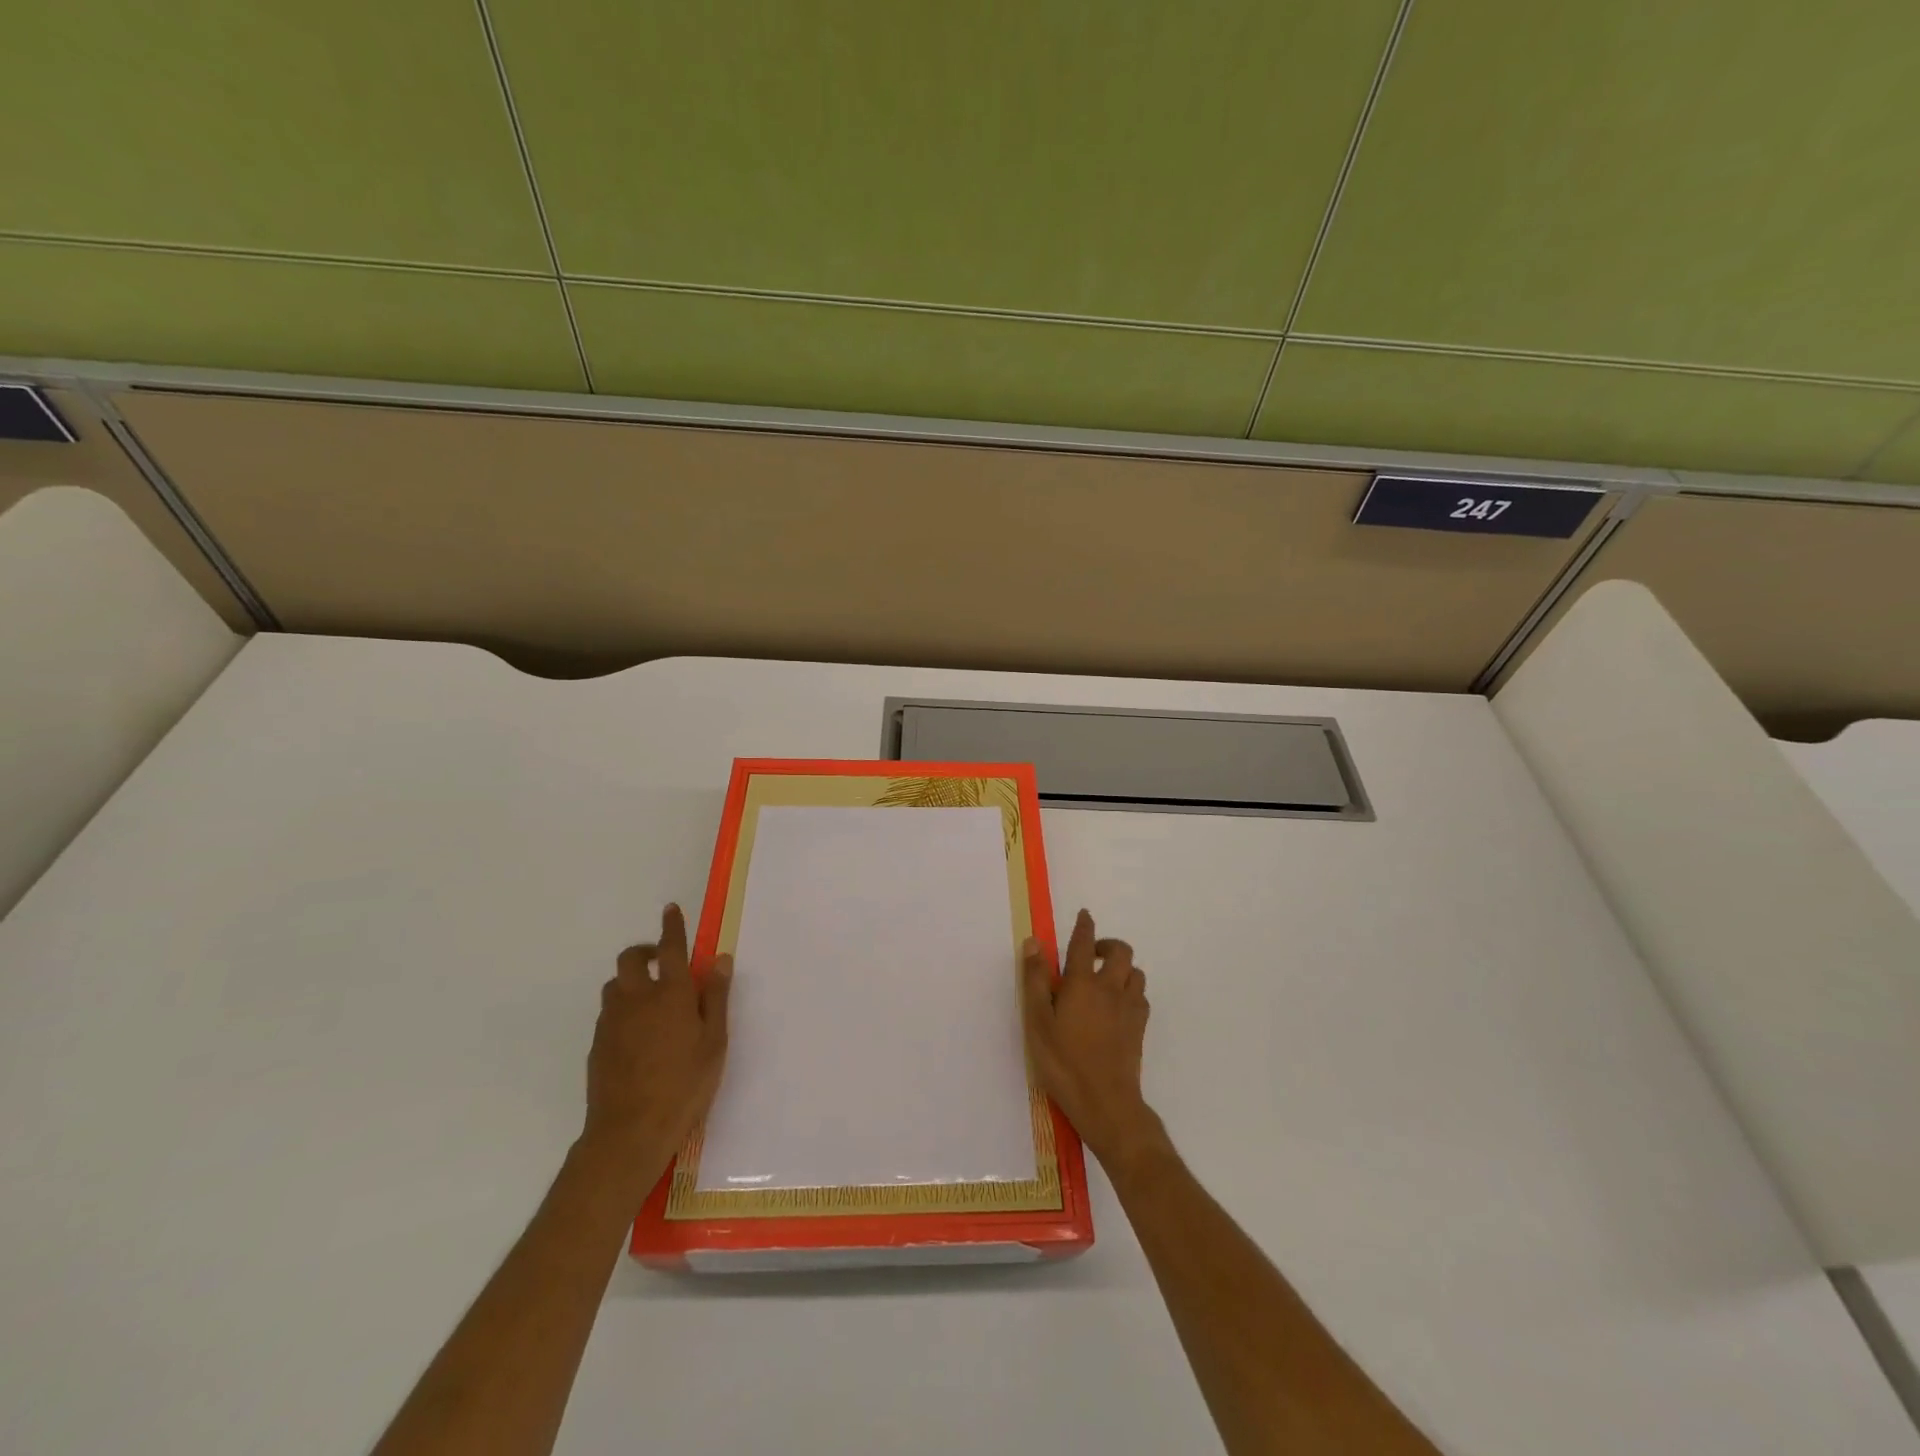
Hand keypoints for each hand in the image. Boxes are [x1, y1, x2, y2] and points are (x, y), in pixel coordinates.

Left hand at [581, 904, 732, 1189]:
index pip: (671, 948)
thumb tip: (719, 959)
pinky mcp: (597, 1045)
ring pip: (615, 984)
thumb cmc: (684, 1085)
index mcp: (670, 994)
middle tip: (662, 960)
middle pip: (631, 959)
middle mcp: (636, 998)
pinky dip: (622, 1007)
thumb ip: (715, 997)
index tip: (671, 908)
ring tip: (651, 998)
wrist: (629, 1132)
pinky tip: (638, 1032)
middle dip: (645, 950)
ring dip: (631, 980)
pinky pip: (609, 1012)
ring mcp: (611, 1021)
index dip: (672, 926)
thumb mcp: (714, 1041)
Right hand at [1022, 909, 1167, 1172]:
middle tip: (1091, 953)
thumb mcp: (1038, 1022)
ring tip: (1105, 978)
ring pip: (1135, 971)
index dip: (1084, 925)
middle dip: (1107, 944)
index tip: (1084, 914)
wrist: (1106, 1102)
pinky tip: (1118, 1004)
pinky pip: (1141, 995)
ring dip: (1122, 967)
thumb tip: (1033, 943)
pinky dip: (1131, 990)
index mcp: (1081, 983)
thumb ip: (1035, 981)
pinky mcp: (1140, 1027)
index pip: (1083, 943)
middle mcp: (1110, 987)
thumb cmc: (1063, 1062)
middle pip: (1120, 951)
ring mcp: (1129, 1007)